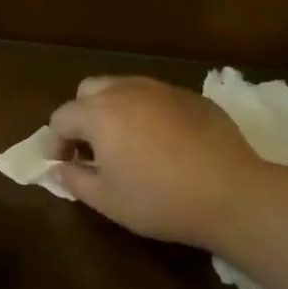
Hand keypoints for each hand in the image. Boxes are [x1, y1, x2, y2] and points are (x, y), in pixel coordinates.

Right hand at [50, 76, 281, 252]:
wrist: (232, 194)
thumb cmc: (160, 200)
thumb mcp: (107, 200)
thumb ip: (74, 180)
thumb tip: (60, 168)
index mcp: (100, 113)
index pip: (61, 117)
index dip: (55, 142)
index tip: (62, 165)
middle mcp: (127, 90)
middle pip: (89, 90)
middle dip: (82, 116)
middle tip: (91, 148)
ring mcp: (162, 89)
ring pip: (124, 88)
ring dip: (114, 110)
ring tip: (126, 143)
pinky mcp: (192, 97)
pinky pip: (157, 97)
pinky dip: (148, 113)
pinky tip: (164, 143)